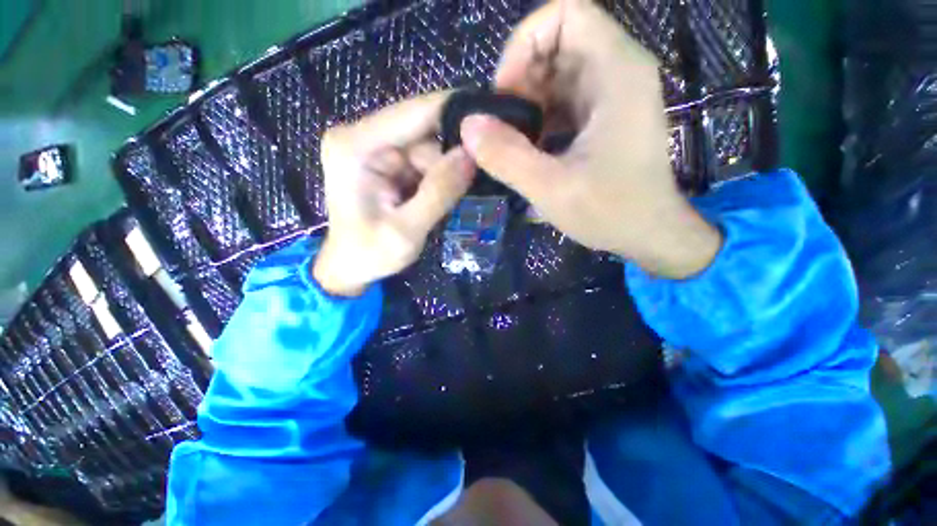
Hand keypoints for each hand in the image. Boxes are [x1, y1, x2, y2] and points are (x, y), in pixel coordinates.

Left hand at [314, 93, 473, 295]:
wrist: (350, 268)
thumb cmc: (369, 254)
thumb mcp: (407, 231)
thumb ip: (438, 193)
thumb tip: (472, 155)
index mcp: (356, 146)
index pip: (414, 112)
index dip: (455, 113)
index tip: (494, 123)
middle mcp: (363, 137)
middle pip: (423, 129)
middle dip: (450, 156)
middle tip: (469, 185)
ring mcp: (375, 149)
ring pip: (428, 146)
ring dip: (444, 171)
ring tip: (448, 201)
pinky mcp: (386, 163)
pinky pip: (423, 160)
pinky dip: (438, 177)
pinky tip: (440, 196)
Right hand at [460, 0, 720, 278]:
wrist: (648, 233)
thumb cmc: (610, 212)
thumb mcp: (551, 189)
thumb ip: (506, 157)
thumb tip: (468, 127)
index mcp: (616, 72)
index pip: (564, 14)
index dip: (524, 44)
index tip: (506, 95)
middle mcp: (618, 71)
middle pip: (556, 44)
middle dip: (521, 80)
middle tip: (504, 128)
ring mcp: (612, 94)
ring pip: (557, 74)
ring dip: (527, 104)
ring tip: (514, 142)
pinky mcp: (604, 116)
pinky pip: (564, 100)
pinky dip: (540, 118)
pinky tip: (531, 148)